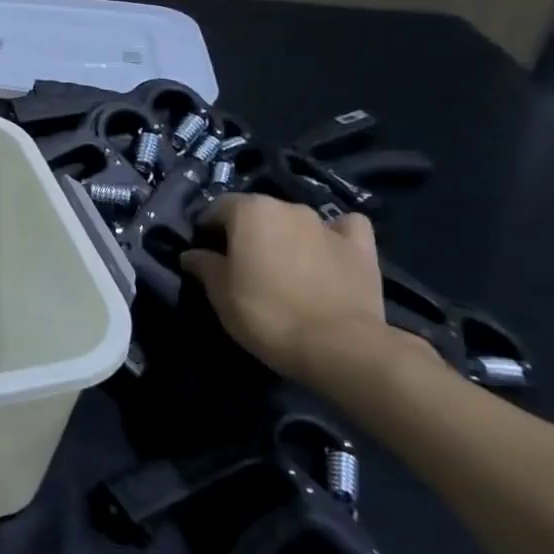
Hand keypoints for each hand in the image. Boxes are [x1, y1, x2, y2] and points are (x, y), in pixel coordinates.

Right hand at [179, 194, 400, 389]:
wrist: (340, 347)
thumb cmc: (266, 313)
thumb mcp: (219, 293)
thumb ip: (203, 265)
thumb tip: (192, 254)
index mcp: (249, 210)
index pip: (217, 208)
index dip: (208, 230)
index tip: (205, 255)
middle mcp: (288, 207)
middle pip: (258, 212)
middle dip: (247, 232)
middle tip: (242, 265)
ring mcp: (328, 225)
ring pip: (296, 220)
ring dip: (285, 236)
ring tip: (284, 267)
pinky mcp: (362, 247)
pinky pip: (343, 228)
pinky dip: (333, 235)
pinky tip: (328, 251)